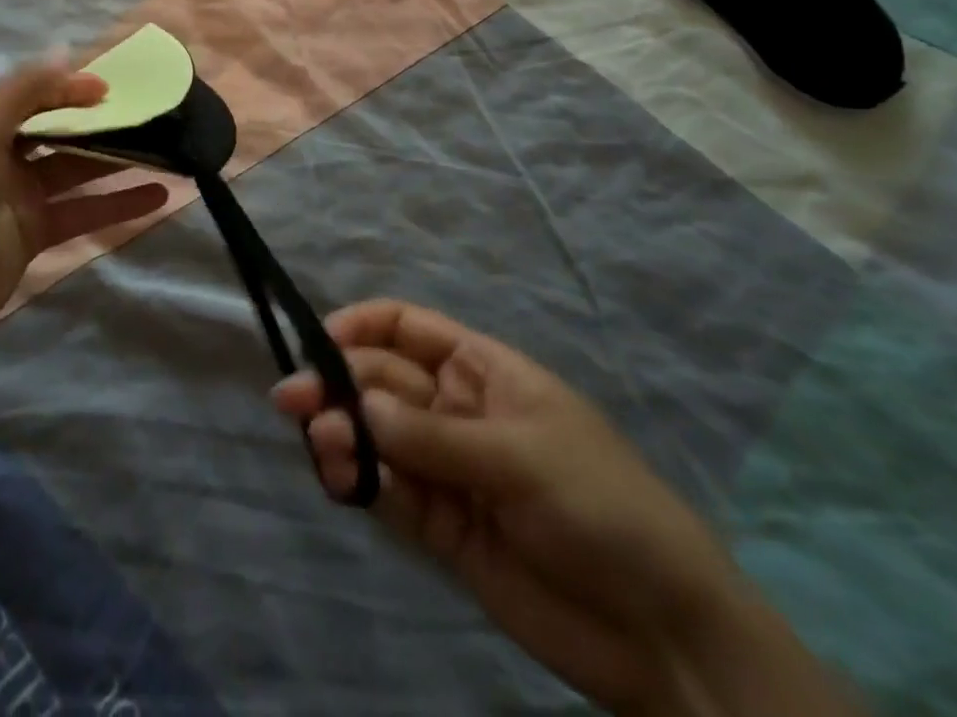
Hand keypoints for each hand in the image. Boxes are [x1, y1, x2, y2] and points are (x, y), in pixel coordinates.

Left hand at [0, 57, 168, 358]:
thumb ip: (23, 91)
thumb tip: (65, 51)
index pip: (36, 93)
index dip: (74, 86)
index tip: (116, 87)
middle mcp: (3, 152)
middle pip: (61, 128)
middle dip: (101, 120)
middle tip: (152, 114)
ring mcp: (21, 194)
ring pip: (78, 168)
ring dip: (118, 160)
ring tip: (166, 150)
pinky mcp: (37, 232)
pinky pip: (84, 210)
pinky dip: (118, 203)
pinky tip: (157, 196)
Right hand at [273, 301, 861, 716]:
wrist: (662, 631)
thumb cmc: (602, 505)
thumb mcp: (521, 456)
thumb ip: (435, 435)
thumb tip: (358, 407)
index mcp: (482, 370)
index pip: (407, 328)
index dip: (362, 326)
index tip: (321, 341)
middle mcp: (454, 410)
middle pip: (381, 380)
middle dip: (338, 384)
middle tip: (293, 401)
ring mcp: (445, 467)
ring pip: (376, 434)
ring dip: (342, 432)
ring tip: (323, 445)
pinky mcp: (440, 525)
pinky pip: (388, 491)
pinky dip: (359, 480)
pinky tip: (341, 480)